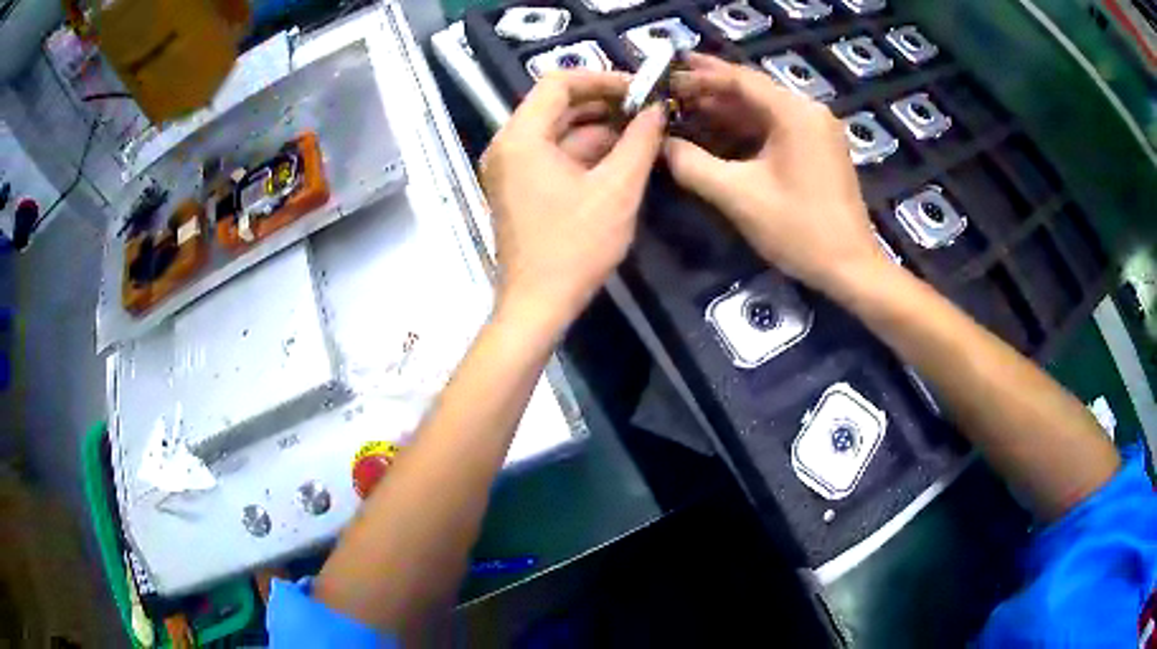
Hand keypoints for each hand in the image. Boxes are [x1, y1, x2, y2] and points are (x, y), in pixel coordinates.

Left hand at [480, 71, 665, 327]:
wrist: (537, 305)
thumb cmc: (575, 247)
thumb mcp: (617, 190)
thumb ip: (640, 142)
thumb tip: (657, 109)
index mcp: (522, 137)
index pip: (559, 83)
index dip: (602, 79)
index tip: (639, 89)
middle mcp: (508, 145)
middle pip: (556, 105)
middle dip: (604, 104)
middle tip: (647, 109)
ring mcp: (511, 168)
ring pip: (557, 131)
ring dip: (599, 128)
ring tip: (643, 131)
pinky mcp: (519, 187)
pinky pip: (553, 154)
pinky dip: (585, 151)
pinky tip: (621, 156)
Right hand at [665, 54, 887, 294]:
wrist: (850, 268)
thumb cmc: (798, 229)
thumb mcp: (738, 196)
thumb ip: (692, 164)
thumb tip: (662, 144)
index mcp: (794, 113)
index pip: (740, 79)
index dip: (699, 76)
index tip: (666, 75)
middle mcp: (809, 112)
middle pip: (752, 91)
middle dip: (709, 90)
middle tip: (669, 89)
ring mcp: (817, 131)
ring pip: (763, 110)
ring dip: (725, 110)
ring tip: (684, 109)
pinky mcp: (818, 150)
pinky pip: (776, 128)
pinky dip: (745, 130)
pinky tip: (717, 133)